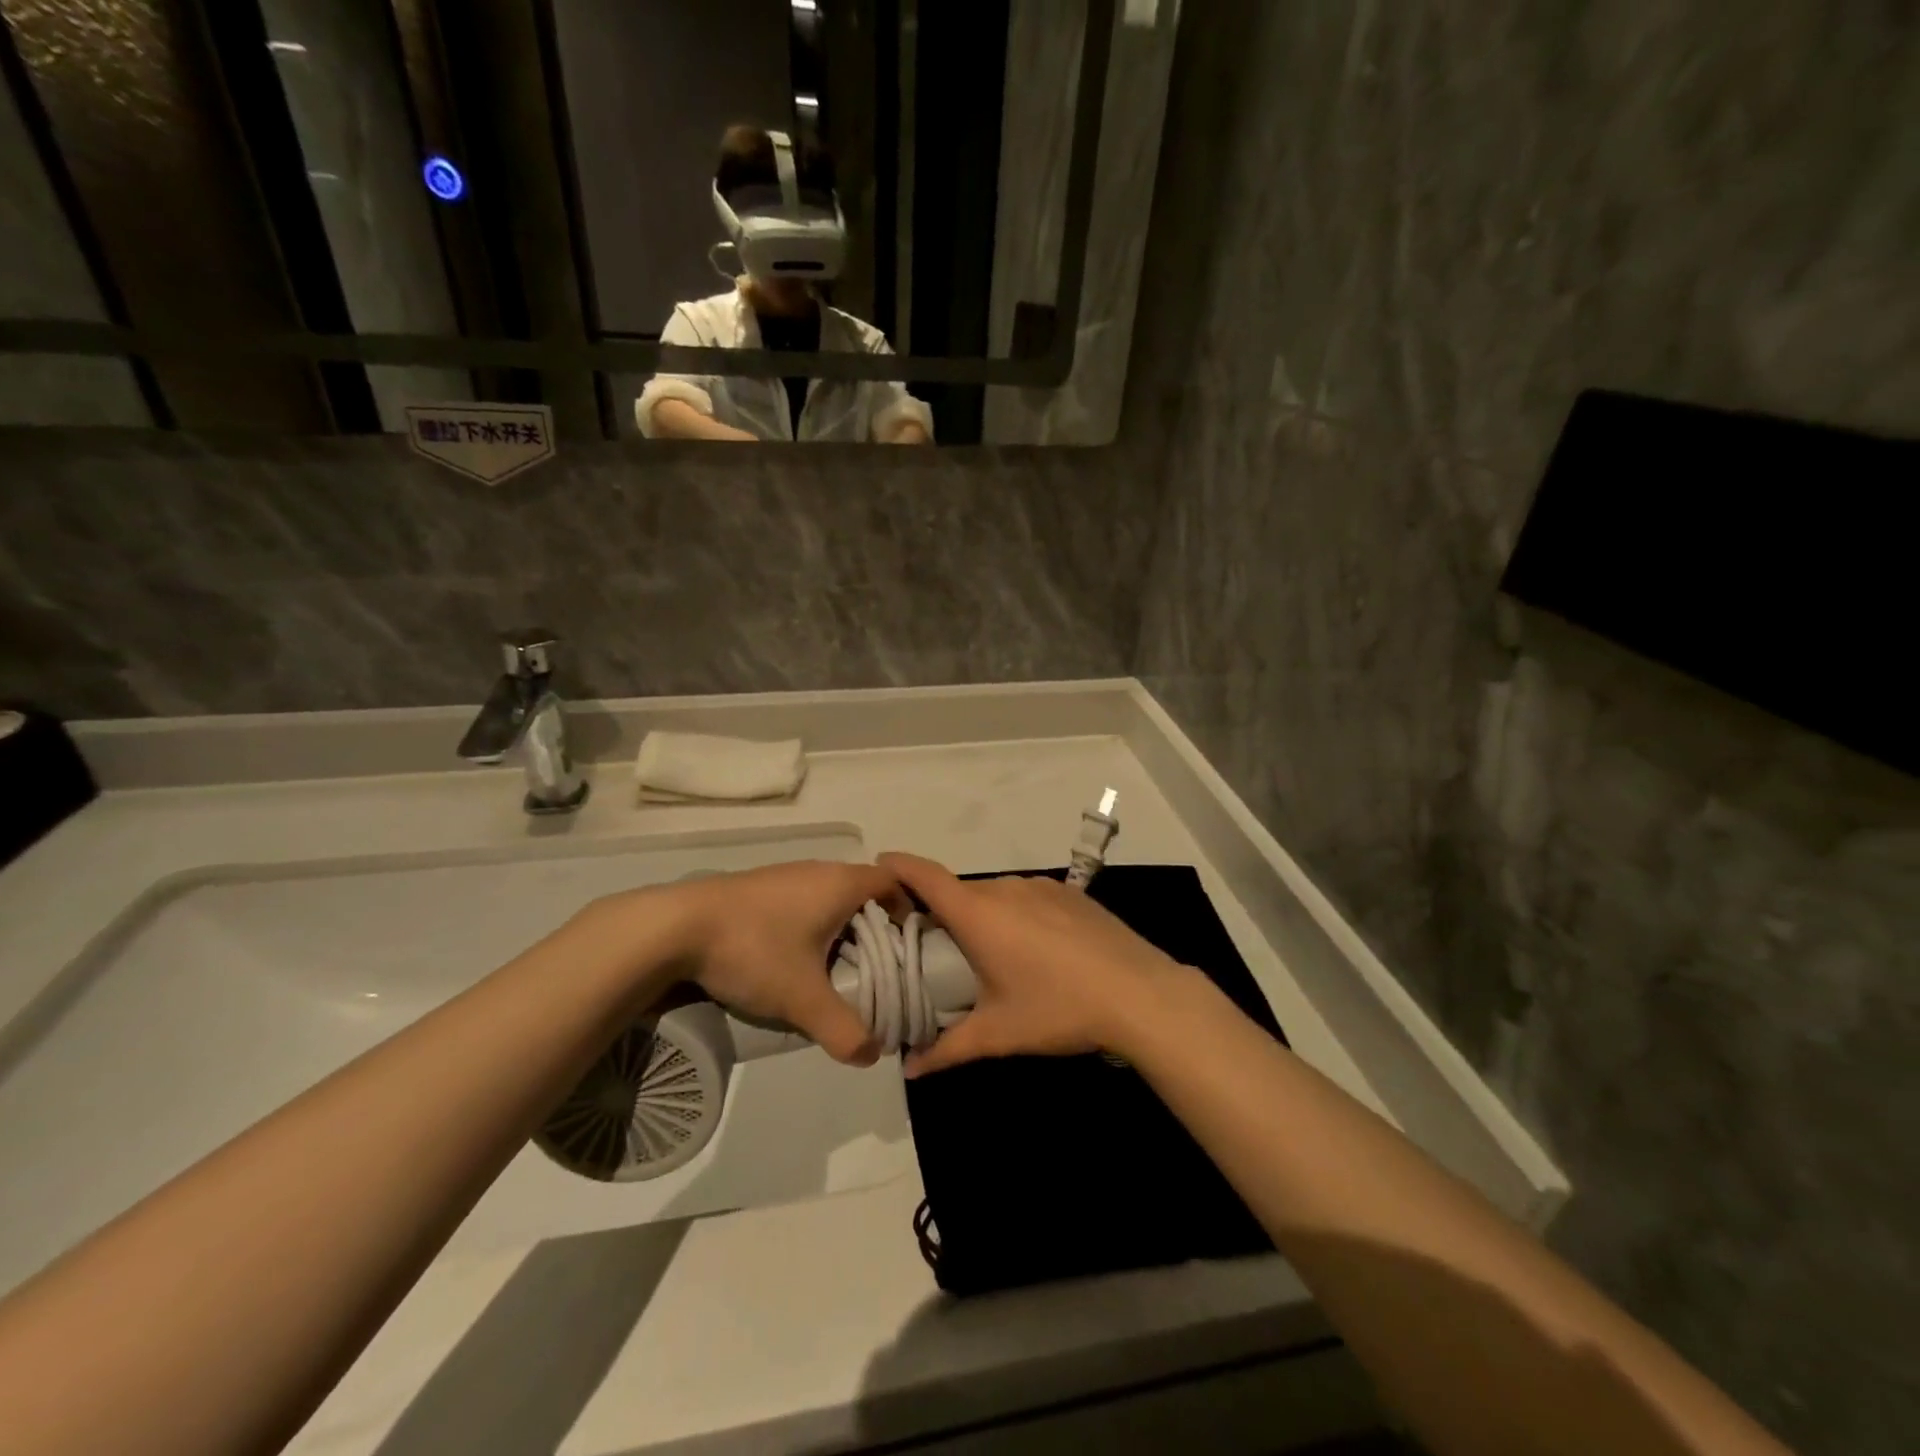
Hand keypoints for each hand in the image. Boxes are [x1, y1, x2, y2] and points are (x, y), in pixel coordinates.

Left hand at [668, 861, 899, 1065]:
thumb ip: (842, 1029)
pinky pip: (798, 902)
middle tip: (873, 968)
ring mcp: (783, 875)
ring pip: (826, 898)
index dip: (905, 907)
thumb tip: (871, 1055)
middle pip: (860, 892)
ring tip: (830, 970)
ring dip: (835, 929)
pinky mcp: (756, 887)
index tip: (905, 941)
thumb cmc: (754, 949)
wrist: (675, 927)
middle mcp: (817, 870)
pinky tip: (787, 960)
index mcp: (840, 884)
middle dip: (871, 928)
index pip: (891, 882)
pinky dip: (806, 927)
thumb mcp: (802, 998)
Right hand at [879, 853, 1192, 1076]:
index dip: (897, 866)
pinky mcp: (1070, 893)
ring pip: (995, 895)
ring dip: (982, 917)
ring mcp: (1041, 886)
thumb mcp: (999, 1034)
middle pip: (959, 892)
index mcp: (979, 913)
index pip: (925, 876)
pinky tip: (1034, 950)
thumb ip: (948, 1049)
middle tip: (934, 948)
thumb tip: (910, 1068)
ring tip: (987, 956)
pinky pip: (1028, 897)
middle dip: (941, 913)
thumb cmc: (1058, 1008)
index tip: (877, 867)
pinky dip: (1016, 915)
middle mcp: (1005, 889)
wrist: (1139, 993)